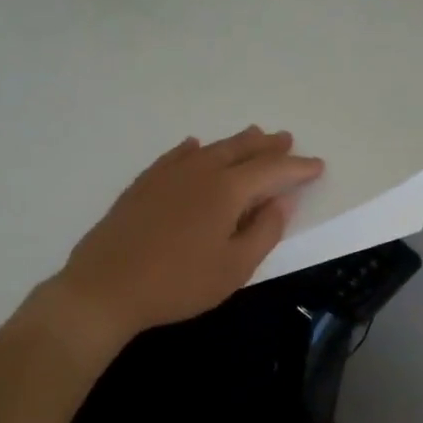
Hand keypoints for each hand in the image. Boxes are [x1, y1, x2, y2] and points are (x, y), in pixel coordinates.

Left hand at [52, 127, 323, 347]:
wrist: (105, 287)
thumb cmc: (178, 283)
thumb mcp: (234, 267)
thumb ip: (264, 231)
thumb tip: (281, 200)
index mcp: (227, 190)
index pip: (271, 170)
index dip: (297, 168)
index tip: (318, 165)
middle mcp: (200, 171)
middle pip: (241, 150)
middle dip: (268, 146)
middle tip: (286, 139)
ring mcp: (167, 174)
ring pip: (210, 149)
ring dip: (236, 142)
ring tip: (253, 135)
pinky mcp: (143, 184)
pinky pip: (176, 156)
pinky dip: (193, 149)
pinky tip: (194, 147)